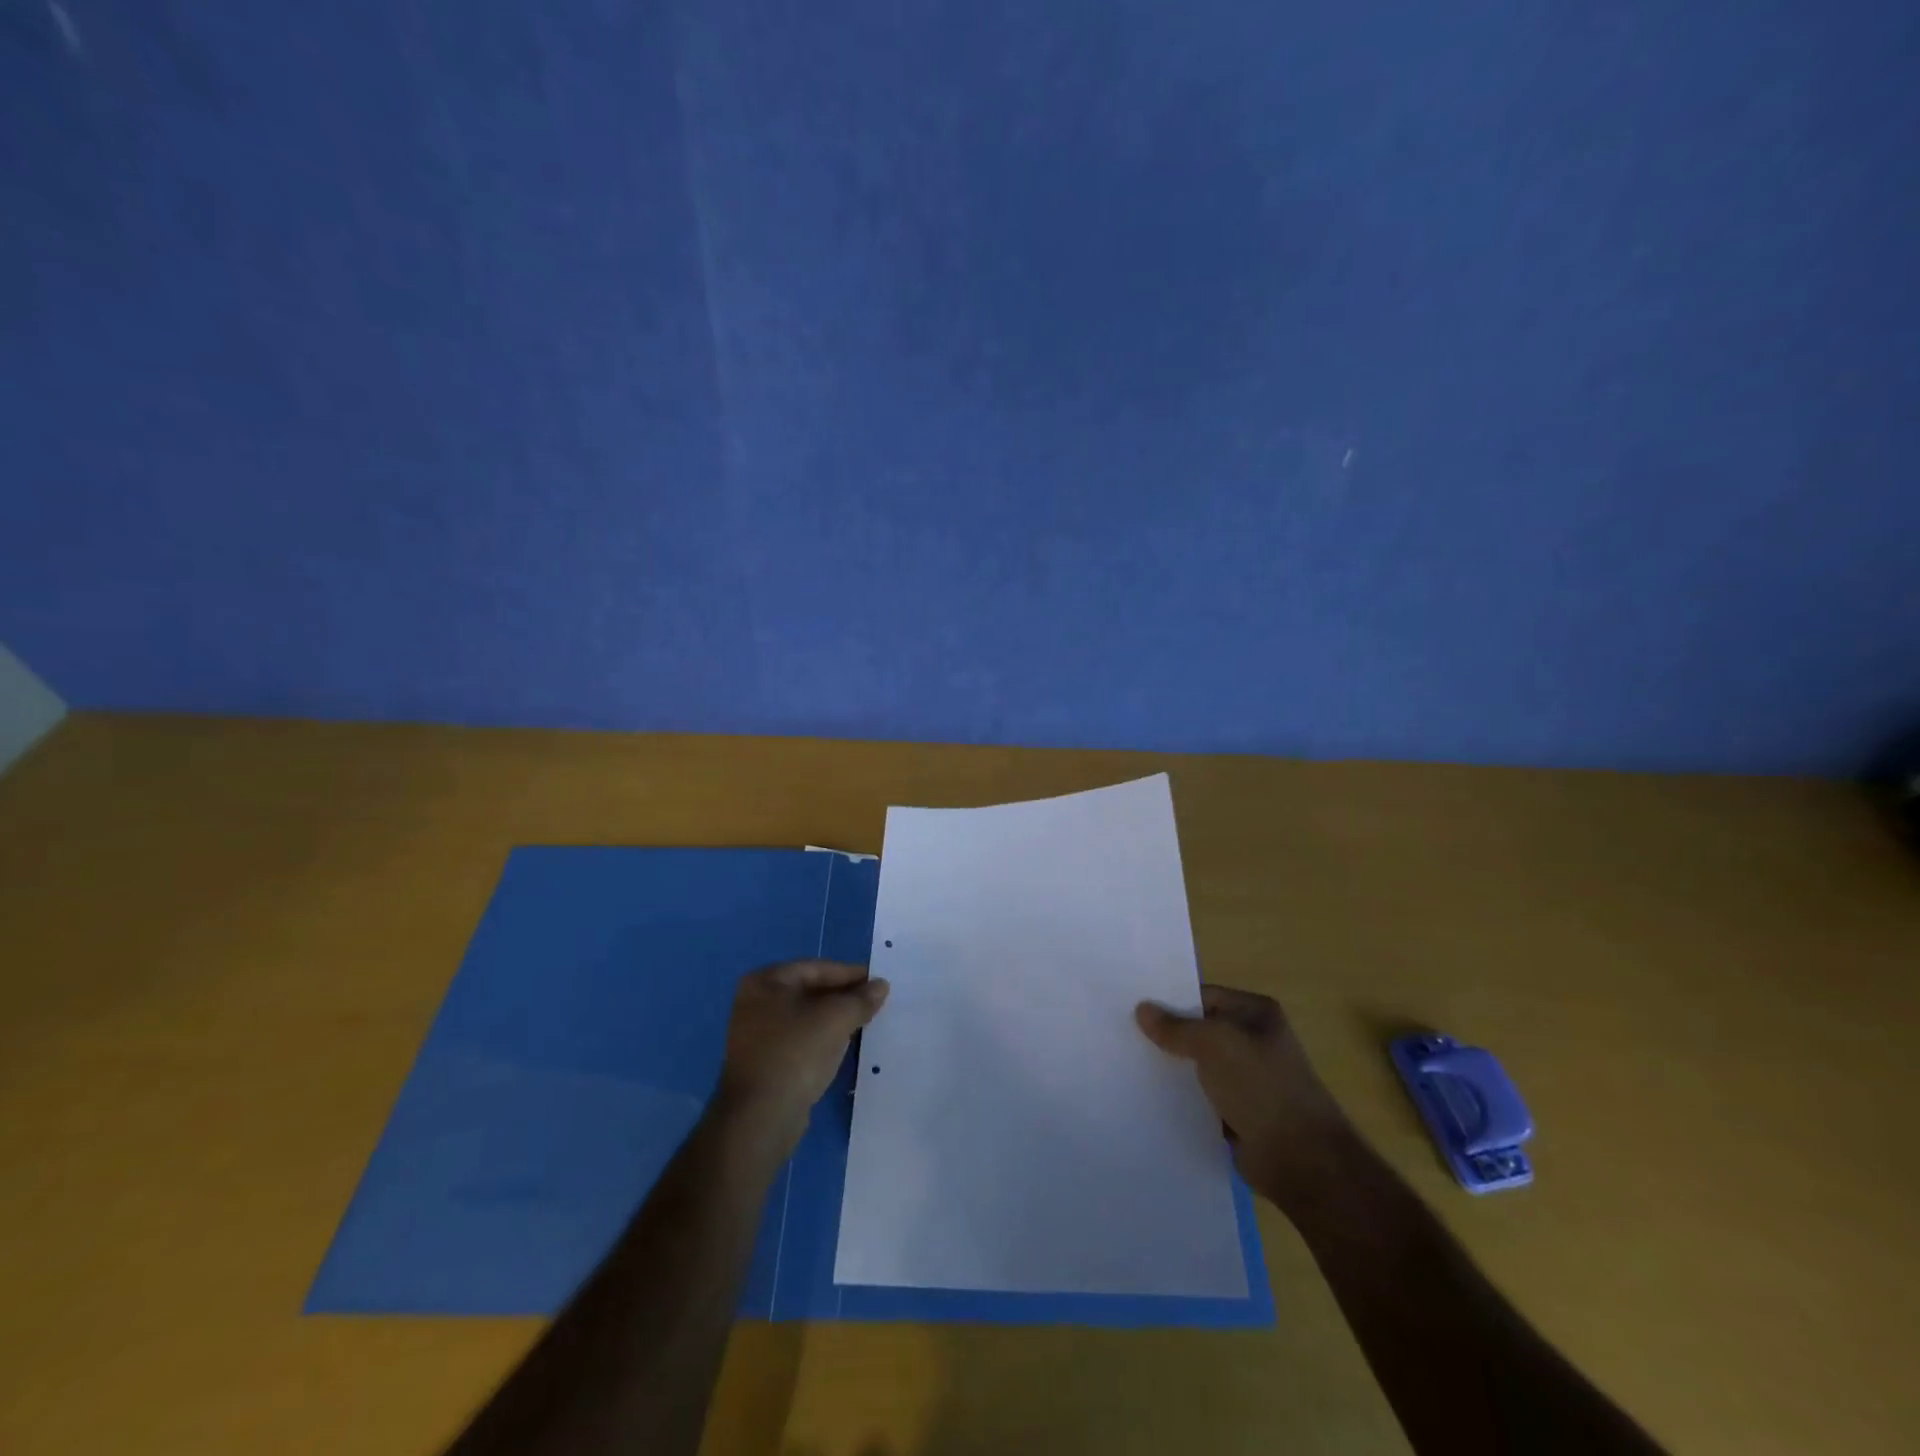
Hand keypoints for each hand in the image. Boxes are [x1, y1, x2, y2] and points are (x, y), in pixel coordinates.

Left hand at [716, 960, 889, 1154]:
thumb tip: (881, 985)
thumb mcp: (836, 1019)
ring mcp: (757, 1034)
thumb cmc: (796, 1054)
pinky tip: (845, 1046)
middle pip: (811, 991)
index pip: (817, 968)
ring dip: (836, 1019)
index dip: (851, 974)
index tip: (879, 982)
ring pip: (807, 1017)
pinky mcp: (765, 1062)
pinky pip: (801, 1040)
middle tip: (876, 1003)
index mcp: (766, 981)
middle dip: (844, 997)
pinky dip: (823, 1039)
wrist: (761, 1119)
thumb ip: (861, 999)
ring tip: (867, 1023)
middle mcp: (757, 1002)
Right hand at [1136, 985, 1353, 1205]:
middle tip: (1122, 1034)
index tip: (1132, 1005)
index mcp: (1257, 1013)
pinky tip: (1148, 1097)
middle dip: (1167, 1035)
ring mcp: (1247, 1079)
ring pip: (1198, 1065)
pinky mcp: (1238, 1113)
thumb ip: (1176, 1027)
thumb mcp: (1214, 1045)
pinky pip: (1201, 1097)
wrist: (1302, 1162)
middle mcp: (1254, 1041)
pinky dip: (1181, 1098)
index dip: (1170, 1000)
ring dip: (1171, 1068)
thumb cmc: (1262, 1088)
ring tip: (1127, 1064)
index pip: (1203, 997)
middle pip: (1199, 1030)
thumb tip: (1142, 1008)